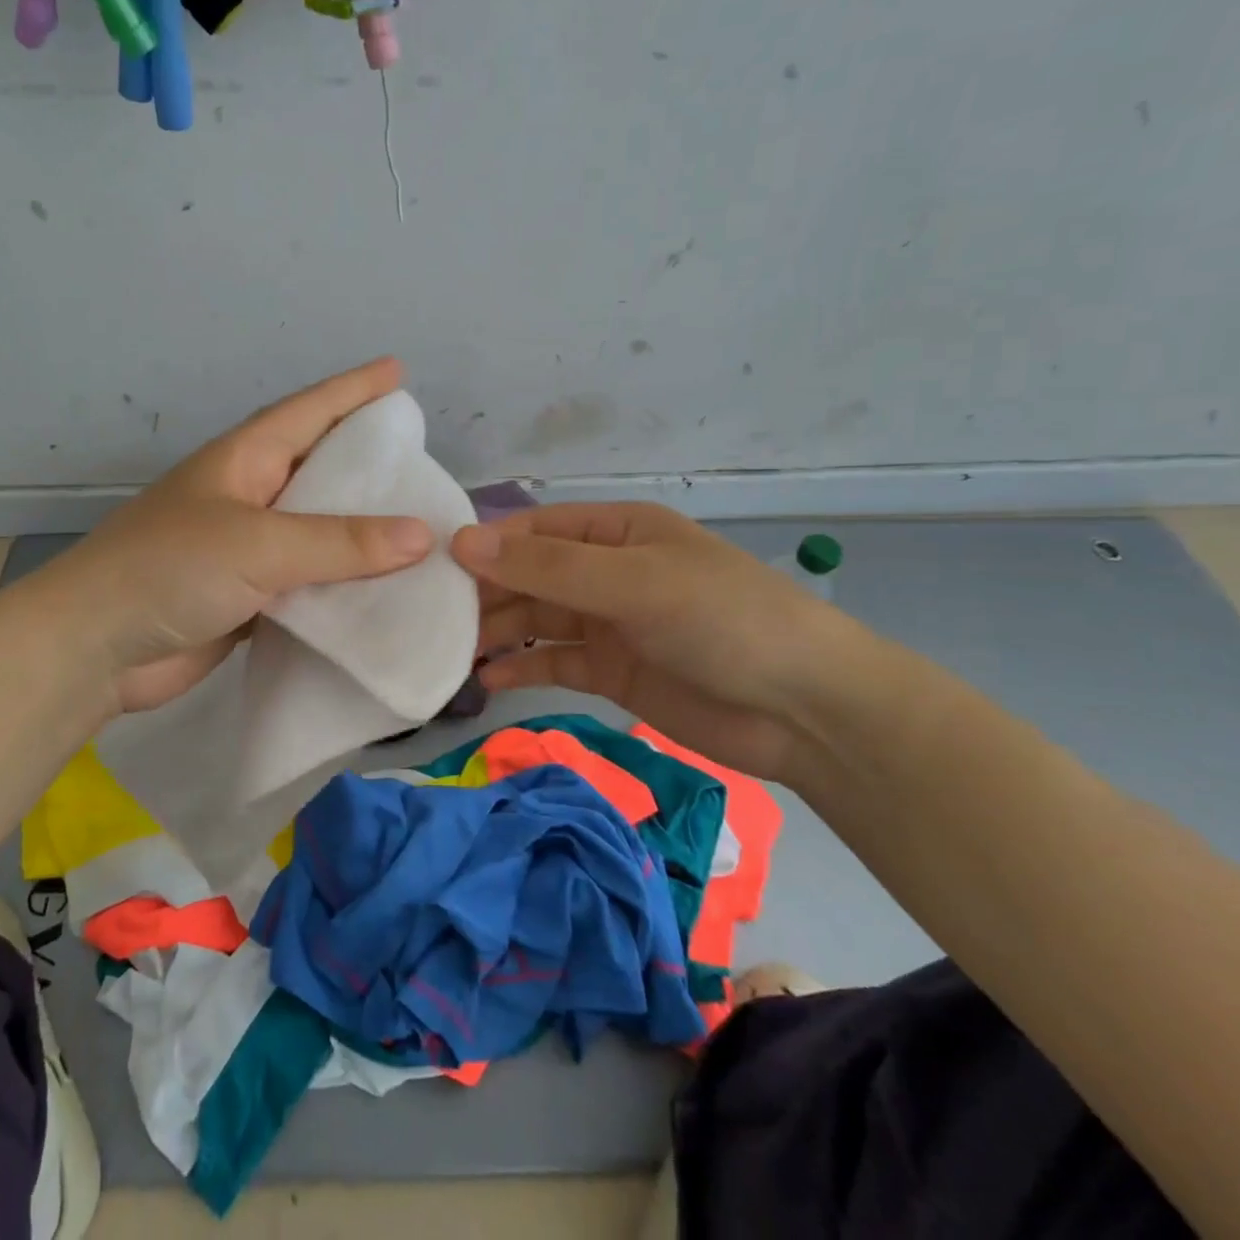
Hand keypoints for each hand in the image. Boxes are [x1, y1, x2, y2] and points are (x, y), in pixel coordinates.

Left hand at [48, 359, 433, 714]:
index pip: (310, 411)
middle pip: (319, 469)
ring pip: (318, 531)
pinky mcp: (248, 598)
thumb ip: (339, 541)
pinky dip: (343, 585)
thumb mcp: (257, 544)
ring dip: (362, 533)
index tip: (398, 371)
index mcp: (244, 461)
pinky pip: (309, 583)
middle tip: (423, 461)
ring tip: (419, 529)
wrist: (93, 649)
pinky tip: (383, 591)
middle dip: (368, 462)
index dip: (354, 390)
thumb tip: (423, 535)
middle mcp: (248, 497)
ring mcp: (246, 550)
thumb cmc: (167, 570)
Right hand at [451, 503, 859, 783]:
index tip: (435, 569)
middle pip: (530, 576)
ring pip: (537, 620)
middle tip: (434, 618)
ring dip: (498, 632)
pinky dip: (522, 669)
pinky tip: (489, 680)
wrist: (805, 710)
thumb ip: (548, 567)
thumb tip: (462, 542)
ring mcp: (609, 623)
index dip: (487, 546)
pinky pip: (554, 663)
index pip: (535, 530)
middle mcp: (607, 571)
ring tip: (450, 651)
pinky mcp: (612, 672)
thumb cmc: (723, 620)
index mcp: (617, 531)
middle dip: (486, 594)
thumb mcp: (634, 582)